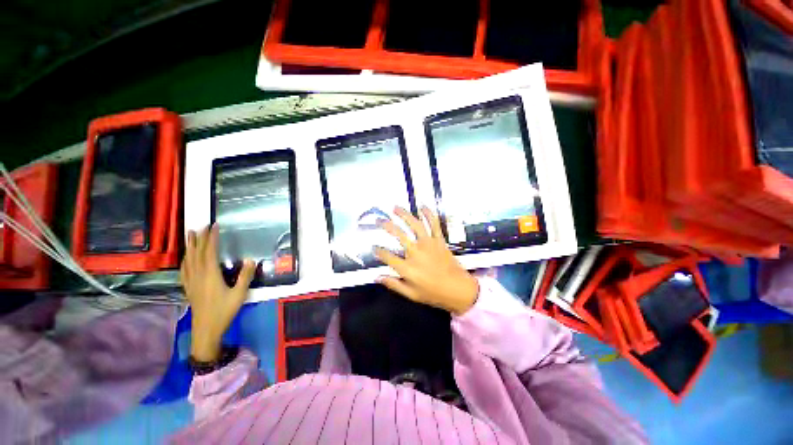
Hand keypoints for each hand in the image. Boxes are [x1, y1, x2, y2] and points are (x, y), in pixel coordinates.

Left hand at [180, 224, 255, 361]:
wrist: (206, 330)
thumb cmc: (224, 311)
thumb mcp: (240, 294)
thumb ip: (245, 276)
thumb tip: (250, 259)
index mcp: (210, 275)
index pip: (209, 252)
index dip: (211, 238)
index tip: (214, 226)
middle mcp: (198, 275)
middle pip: (197, 253)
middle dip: (199, 238)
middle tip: (202, 226)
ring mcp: (191, 281)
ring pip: (188, 260)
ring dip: (190, 246)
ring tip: (190, 235)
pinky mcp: (189, 288)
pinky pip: (184, 270)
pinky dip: (185, 260)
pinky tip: (185, 258)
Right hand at [375, 206, 478, 314]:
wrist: (458, 289)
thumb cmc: (434, 293)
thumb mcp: (412, 294)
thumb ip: (394, 284)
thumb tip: (377, 277)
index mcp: (407, 267)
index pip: (387, 256)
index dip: (378, 251)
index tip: (373, 247)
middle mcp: (416, 252)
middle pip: (398, 234)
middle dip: (386, 225)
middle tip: (379, 221)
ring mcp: (428, 244)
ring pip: (415, 225)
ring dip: (404, 215)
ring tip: (395, 208)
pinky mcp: (439, 240)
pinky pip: (434, 224)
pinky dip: (429, 214)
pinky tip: (423, 207)